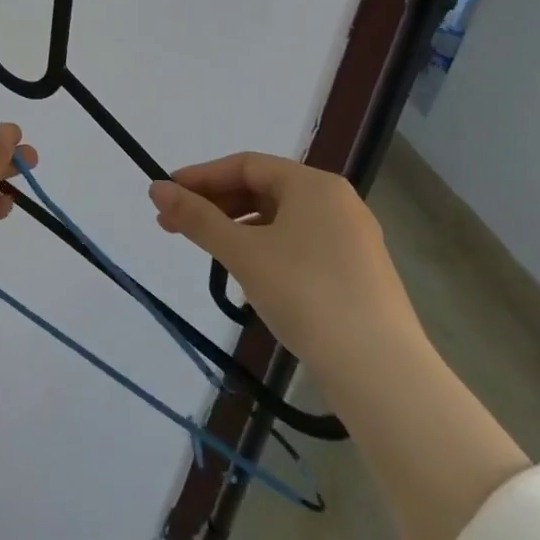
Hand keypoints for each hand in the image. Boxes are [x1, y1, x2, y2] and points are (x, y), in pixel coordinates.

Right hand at [150, 153, 528, 539]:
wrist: (383, 374)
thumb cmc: (306, 295)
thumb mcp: (242, 253)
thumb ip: (197, 217)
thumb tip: (156, 187)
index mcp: (313, 184)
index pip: (244, 165)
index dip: (200, 177)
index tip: (165, 195)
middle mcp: (337, 202)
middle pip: (263, 189)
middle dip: (215, 205)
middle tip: (175, 226)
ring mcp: (353, 239)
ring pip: (281, 219)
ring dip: (238, 229)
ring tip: (210, 253)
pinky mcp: (359, 274)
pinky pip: (300, 244)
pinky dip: (267, 249)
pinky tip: (251, 276)